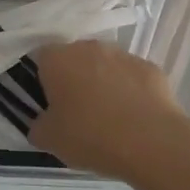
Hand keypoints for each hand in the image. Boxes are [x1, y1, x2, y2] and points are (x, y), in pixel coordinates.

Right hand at [29, 40, 189, 180]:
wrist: (151, 142)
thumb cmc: (90, 136)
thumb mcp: (49, 140)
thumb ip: (38, 125)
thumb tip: (43, 122)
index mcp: (57, 59)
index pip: (41, 59)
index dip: (43, 81)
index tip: (49, 105)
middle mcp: (88, 47)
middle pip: (74, 59)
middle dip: (74, 79)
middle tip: (77, 112)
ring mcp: (123, 54)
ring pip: (104, 65)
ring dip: (103, 83)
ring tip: (109, 118)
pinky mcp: (150, 67)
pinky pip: (132, 77)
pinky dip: (130, 91)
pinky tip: (134, 118)